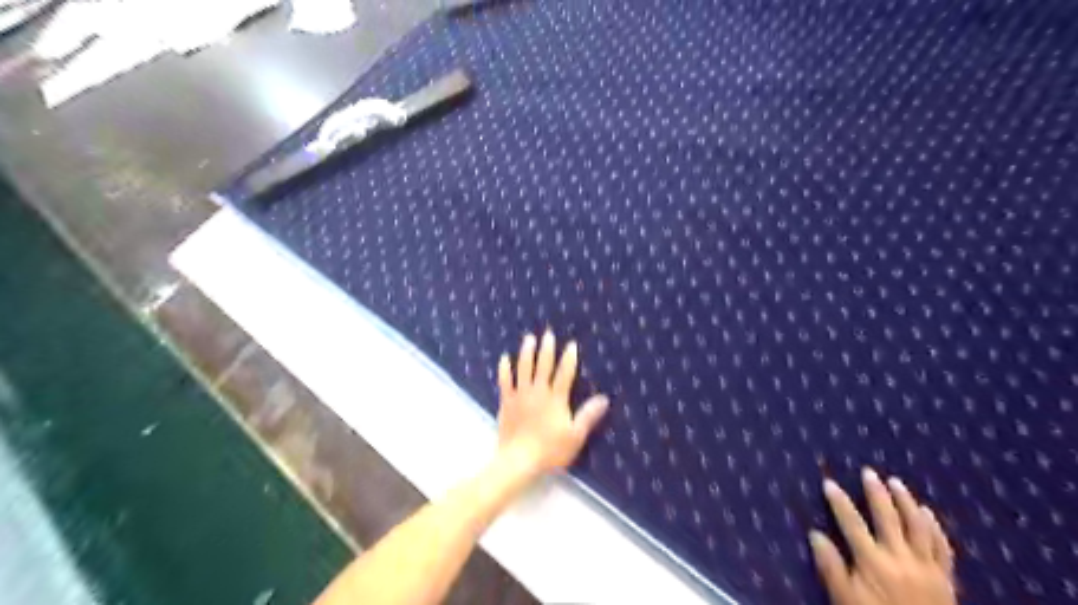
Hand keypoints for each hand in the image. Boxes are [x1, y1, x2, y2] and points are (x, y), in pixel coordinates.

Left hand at [495, 331, 609, 481]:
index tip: (571, 344)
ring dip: (526, 352)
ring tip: (529, 338)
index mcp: (556, 399)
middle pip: (543, 365)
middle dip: (547, 349)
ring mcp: (520, 395)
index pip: (565, 373)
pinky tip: (504, 358)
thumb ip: (588, 415)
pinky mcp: (507, 402)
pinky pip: (505, 381)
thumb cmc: (550, 450)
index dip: (569, 358)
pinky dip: (505, 369)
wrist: (519, 460)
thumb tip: (604, 398)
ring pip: (524, 368)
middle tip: (548, 334)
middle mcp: (538, 391)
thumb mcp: (575, 435)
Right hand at [813, 468, 955, 604]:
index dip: (839, 501)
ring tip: (896, 482)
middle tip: (868, 472)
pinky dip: (934, 527)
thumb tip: (814, 534)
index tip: (829, 482)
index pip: (851, 523)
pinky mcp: (945, 578)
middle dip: (876, 493)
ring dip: (906, 501)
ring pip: (917, 526)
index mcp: (873, 562)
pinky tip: (927, 513)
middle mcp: (900, 558)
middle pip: (888, 518)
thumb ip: (831, 567)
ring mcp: (926, 567)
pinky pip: (942, 547)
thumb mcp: (845, 599)